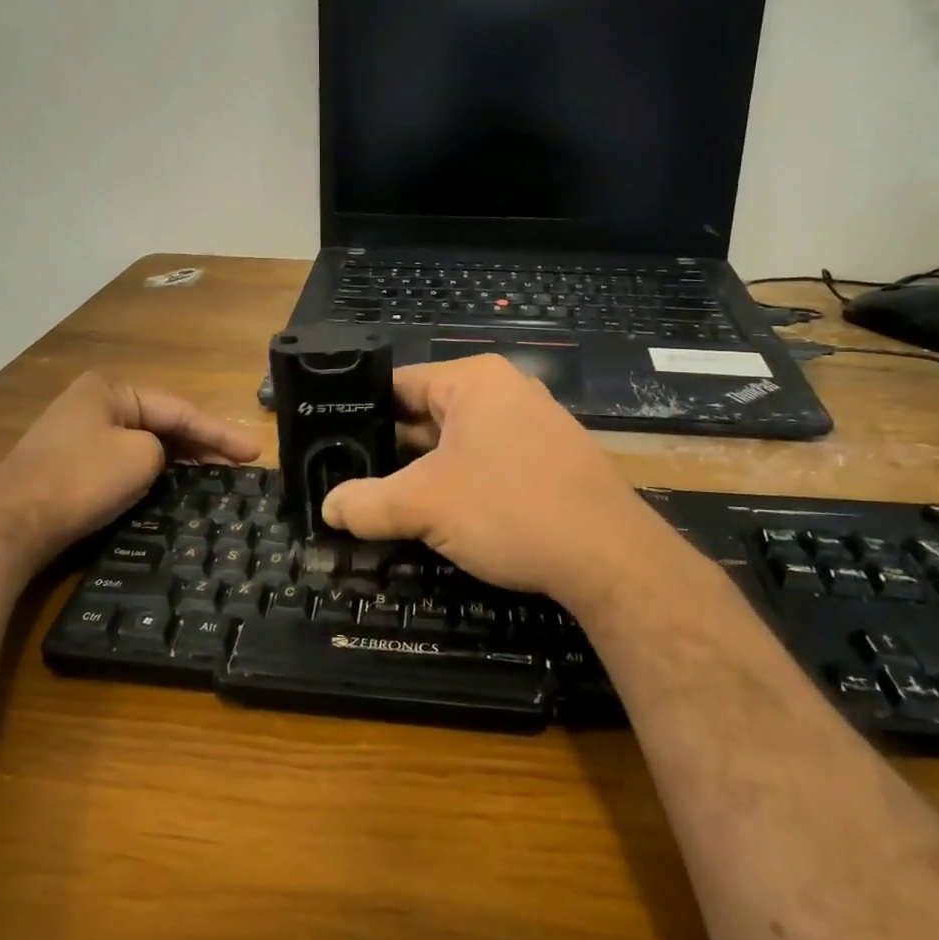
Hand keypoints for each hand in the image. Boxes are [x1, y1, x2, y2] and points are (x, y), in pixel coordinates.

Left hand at [0, 371, 260, 553]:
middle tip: (241, 465)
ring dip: (180, 459)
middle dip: (203, 444)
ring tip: (219, 475)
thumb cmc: (80, 481)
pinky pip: (125, 462)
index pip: (179, 409)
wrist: (9, 526)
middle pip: (162, 423)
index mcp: (110, 389)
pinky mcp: (70, 466)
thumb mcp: (140, 456)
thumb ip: (164, 448)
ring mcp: (79, 435)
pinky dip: (154, 473)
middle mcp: (94, 404)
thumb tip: (158, 458)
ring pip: (145, 443)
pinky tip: (175, 487)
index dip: (220, 431)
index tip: (255, 451)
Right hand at [320, 355, 689, 611]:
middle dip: (392, 451)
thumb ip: (367, 503)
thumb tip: (328, 509)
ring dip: (425, 473)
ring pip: (458, 444)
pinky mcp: (551, 461)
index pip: (398, 384)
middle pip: (427, 415)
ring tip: (385, 502)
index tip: (331, 444)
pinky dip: (461, 485)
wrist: (610, 558)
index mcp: (474, 381)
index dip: (360, 413)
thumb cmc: (510, 508)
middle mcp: (506, 392)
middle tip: (350, 480)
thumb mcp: (424, 505)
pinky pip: (488, 462)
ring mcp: (534, 426)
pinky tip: (442, 517)